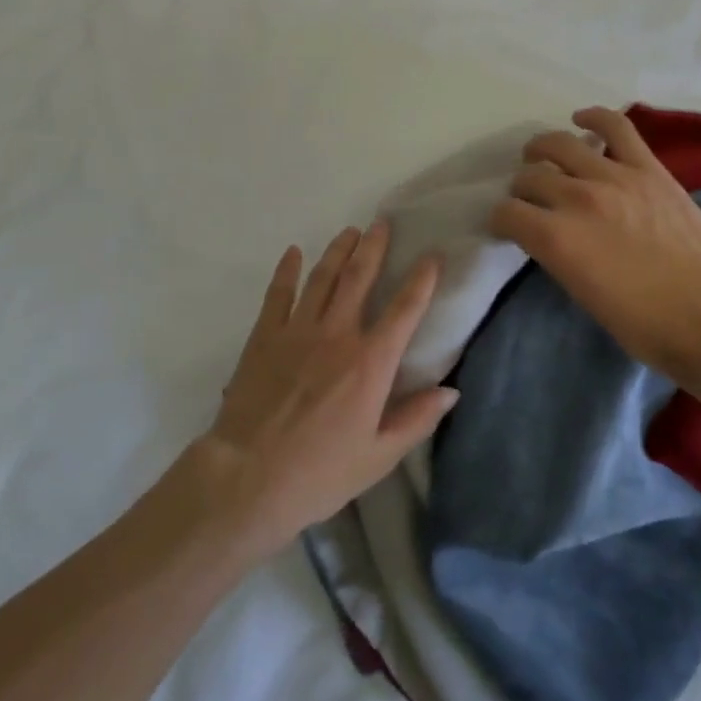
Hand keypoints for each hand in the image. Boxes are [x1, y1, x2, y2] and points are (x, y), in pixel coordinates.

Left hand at [191, 222, 455, 556]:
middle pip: (359, 278)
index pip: (405, 310)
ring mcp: (297, 330)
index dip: (422, 279)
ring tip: (349, 231)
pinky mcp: (265, 336)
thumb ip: (416, 419)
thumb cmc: (320, 473)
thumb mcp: (378, 456)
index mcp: (370, 363)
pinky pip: (278, 293)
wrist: (248, 476)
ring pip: (322, 277)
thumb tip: (452, 391)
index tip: (433, 255)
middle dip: (373, 247)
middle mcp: (337, 334)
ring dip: (337, 251)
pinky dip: (286, 270)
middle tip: (381, 223)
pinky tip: (292, 252)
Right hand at [489, 106, 700, 384]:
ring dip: (542, 151)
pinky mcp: (648, 168)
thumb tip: (550, 235)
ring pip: (560, 145)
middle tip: (530, 199)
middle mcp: (576, 199)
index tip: (508, 227)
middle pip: (530, 177)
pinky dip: (594, 118)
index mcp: (555, 238)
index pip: (506, 213)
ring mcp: (613, 177)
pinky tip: (581, 120)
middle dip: (521, 189)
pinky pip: (616, 127)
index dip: (501, 220)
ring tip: (541, 156)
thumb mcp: (580, 292)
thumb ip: (557, 254)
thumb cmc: (643, 324)